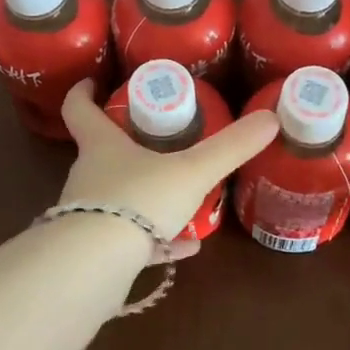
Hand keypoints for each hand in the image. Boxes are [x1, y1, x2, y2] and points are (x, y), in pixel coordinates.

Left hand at [57, 80, 279, 256]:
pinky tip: (186, 247)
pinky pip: (129, 238)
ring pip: (118, 197)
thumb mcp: (192, 171)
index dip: (83, 92)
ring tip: (182, 198)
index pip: (79, 108)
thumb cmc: (139, 200)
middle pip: (101, 153)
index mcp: (102, 146)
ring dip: (146, 195)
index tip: (94, 82)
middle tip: (158, 140)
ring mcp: (89, 215)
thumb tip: (270, 117)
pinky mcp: (95, 252)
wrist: (95, 267)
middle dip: (127, 145)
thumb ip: (230, 147)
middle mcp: (88, 176)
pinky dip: (156, 239)